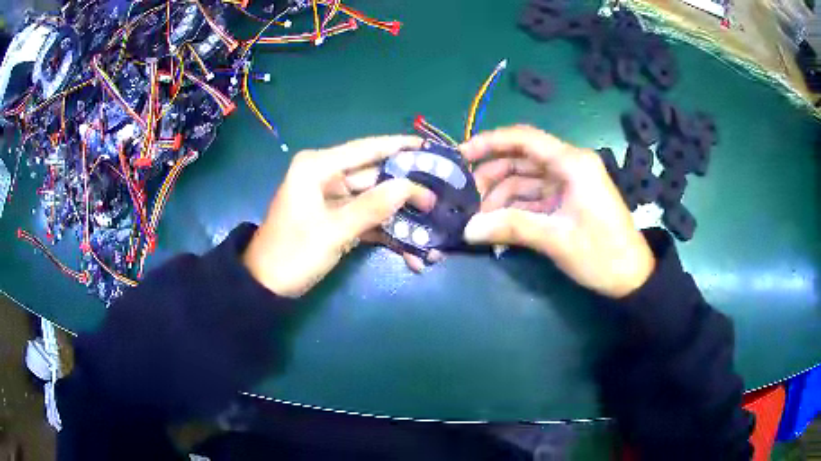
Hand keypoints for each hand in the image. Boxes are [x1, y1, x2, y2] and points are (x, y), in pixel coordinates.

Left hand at [243, 136, 435, 297]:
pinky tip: (411, 250)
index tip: (430, 147)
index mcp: (318, 168)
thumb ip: (371, 207)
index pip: (366, 149)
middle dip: (406, 190)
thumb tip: (410, 187)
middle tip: (440, 198)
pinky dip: (386, 233)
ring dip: (400, 217)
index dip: (399, 147)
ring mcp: (332, 200)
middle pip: (375, 176)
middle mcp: (326, 177)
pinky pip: (366, 219)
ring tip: (432, 227)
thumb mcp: (332, 231)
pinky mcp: (336, 220)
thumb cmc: (292, 254)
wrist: (266, 286)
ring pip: (374, 200)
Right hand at [460, 125, 654, 297]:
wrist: (632, 277)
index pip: (524, 139)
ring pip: (525, 179)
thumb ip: (511, 228)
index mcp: (573, 163)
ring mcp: (568, 183)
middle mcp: (569, 165)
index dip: (490, 142)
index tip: (460, 155)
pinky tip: (497, 223)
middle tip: (465, 197)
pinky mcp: (567, 200)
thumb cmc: (602, 254)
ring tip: (477, 217)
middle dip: (492, 174)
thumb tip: (467, 230)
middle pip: (521, 158)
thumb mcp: (556, 239)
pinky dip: (515, 207)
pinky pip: (534, 196)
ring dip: (501, 195)